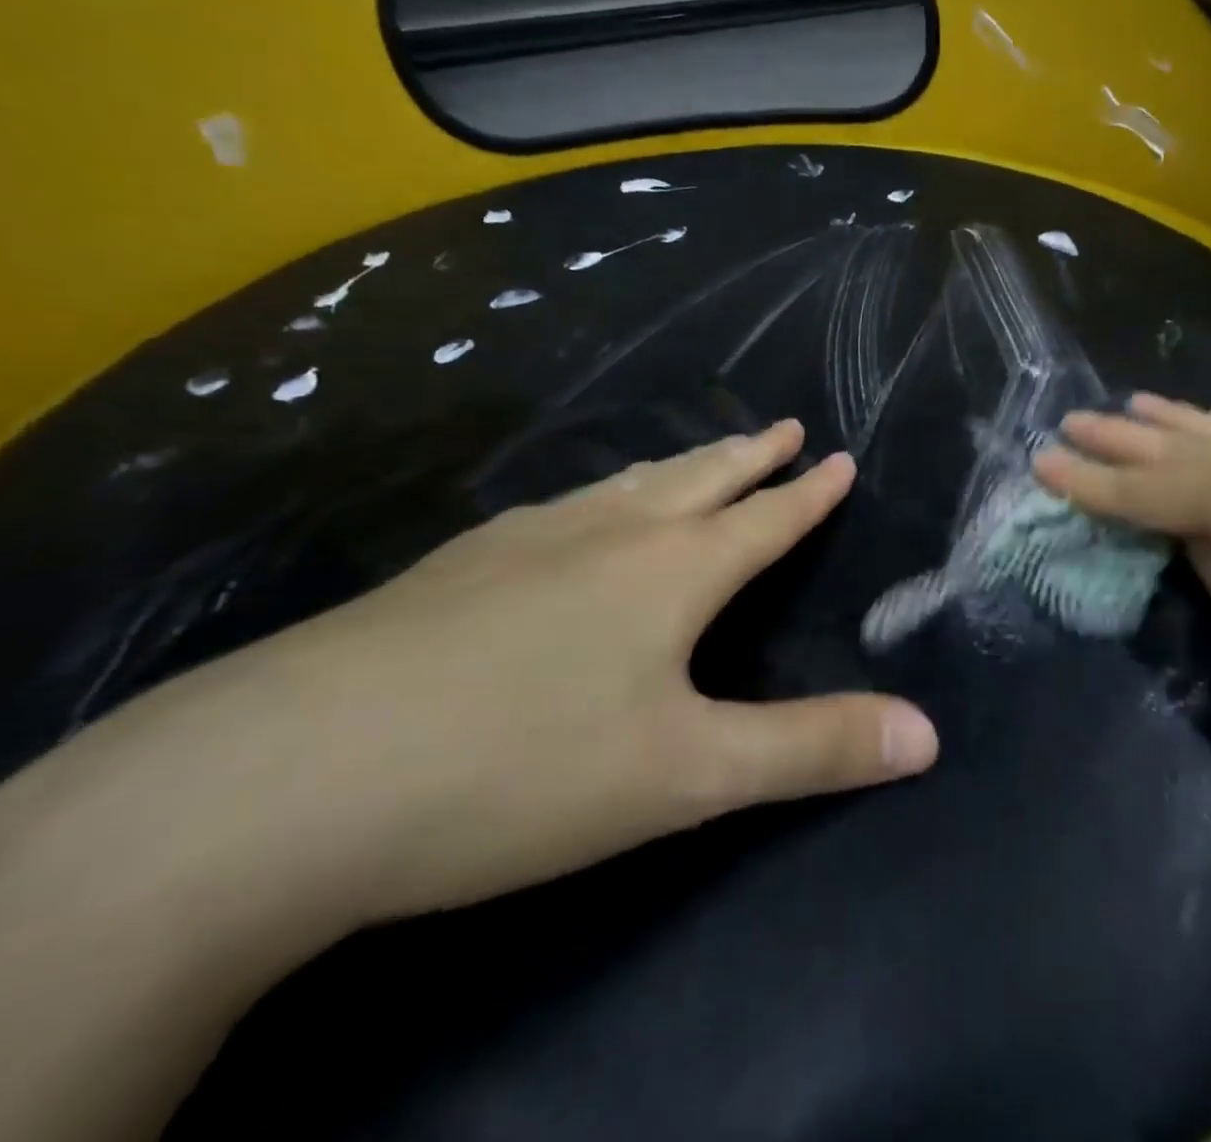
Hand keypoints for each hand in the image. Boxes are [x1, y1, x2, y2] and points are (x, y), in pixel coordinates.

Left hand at [229, 420, 937, 922]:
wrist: (282, 785)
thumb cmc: (521, 771)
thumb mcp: (690, 776)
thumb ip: (814, 750)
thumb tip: (928, 735)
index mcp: (672, 570)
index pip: (765, 517)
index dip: (810, 492)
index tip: (839, 455)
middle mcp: (607, 534)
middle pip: (699, 478)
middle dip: (751, 454)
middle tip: (784, 427)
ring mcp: (524, 542)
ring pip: (625, 484)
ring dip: (678, 466)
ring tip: (700, 457)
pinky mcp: (454, 568)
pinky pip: (559, 510)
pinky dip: (601, 497)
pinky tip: (575, 517)